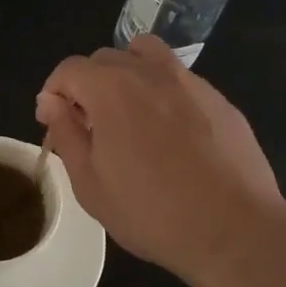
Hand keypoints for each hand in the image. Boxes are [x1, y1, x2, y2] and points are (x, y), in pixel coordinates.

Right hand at [35, 35, 285, 286]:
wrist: (234, 229)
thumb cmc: (152, 213)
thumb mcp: (91, 184)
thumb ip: (66, 134)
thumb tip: (50, 102)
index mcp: (111, 88)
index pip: (69, 69)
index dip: (54, 93)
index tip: (56, 124)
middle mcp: (150, 72)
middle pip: (106, 58)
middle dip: (88, 85)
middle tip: (91, 128)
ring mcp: (191, 81)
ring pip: (147, 57)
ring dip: (128, 76)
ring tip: (130, 117)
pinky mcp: (220, 99)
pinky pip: (181, 81)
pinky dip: (164, 94)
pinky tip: (173, 137)